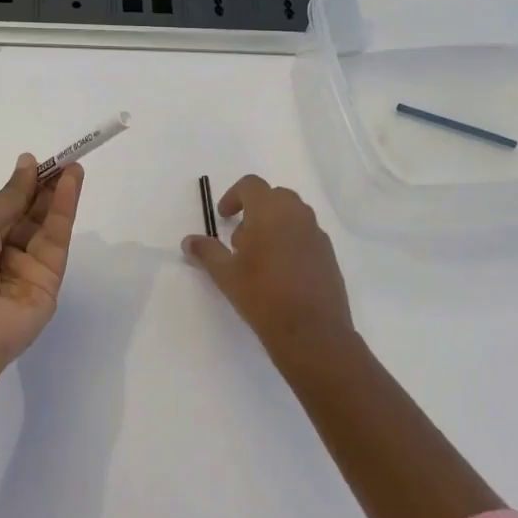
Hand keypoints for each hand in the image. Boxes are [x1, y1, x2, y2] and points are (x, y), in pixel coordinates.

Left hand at [0, 155, 83, 391]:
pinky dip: (65, 211)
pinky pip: (58, 241)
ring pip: (48, 225)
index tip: (42, 161)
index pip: (8, 206)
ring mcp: (28, 268)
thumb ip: (9, 195)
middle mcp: (4, 252)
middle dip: (47, 187)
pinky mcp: (50, 281)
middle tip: (66, 159)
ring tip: (74, 167)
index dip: (25, 183)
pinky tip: (71, 186)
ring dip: (61, 195)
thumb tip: (27, 163)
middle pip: (32, 214)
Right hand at [182, 176, 354, 364]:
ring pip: (292, 215)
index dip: (233, 196)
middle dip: (255, 210)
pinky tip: (282, 272)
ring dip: (274, 225)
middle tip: (240, 239)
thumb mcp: (226, 274)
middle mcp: (297, 214)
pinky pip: (306, 234)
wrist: (312, 332)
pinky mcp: (329, 254)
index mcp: (270, 211)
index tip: (223, 217)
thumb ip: (207, 252)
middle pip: (274, 196)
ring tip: (260, 257)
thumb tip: (189, 241)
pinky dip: (291, 241)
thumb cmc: (263, 295)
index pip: (251, 185)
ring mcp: (317, 233)